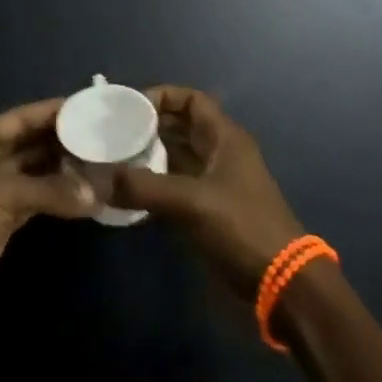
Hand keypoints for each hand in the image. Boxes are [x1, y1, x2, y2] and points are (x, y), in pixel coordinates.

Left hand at [0, 98, 98, 320]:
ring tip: (99, 162)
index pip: (22, 117)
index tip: (86, 106)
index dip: (52, 111)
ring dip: (62, 170)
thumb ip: (50, 190)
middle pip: (29, 143)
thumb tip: (96, 194)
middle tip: (101, 135)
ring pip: (34, 172)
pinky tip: (82, 194)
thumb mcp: (2, 195)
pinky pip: (35, 200)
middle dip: (61, 140)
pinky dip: (56, 197)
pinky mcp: (0, 221)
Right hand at [113, 87, 305, 294]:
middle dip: (150, 126)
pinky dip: (156, 184)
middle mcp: (221, 153)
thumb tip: (99, 180)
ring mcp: (217, 183)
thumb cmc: (242, 227)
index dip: (163, 96)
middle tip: (115, 133)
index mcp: (225, 138)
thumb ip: (145, 187)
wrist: (283, 285)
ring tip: (116, 159)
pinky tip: (131, 192)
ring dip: (151, 156)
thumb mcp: (192, 203)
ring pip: (178, 157)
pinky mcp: (212, 211)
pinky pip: (178, 185)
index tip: (130, 107)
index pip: (192, 100)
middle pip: (182, 127)